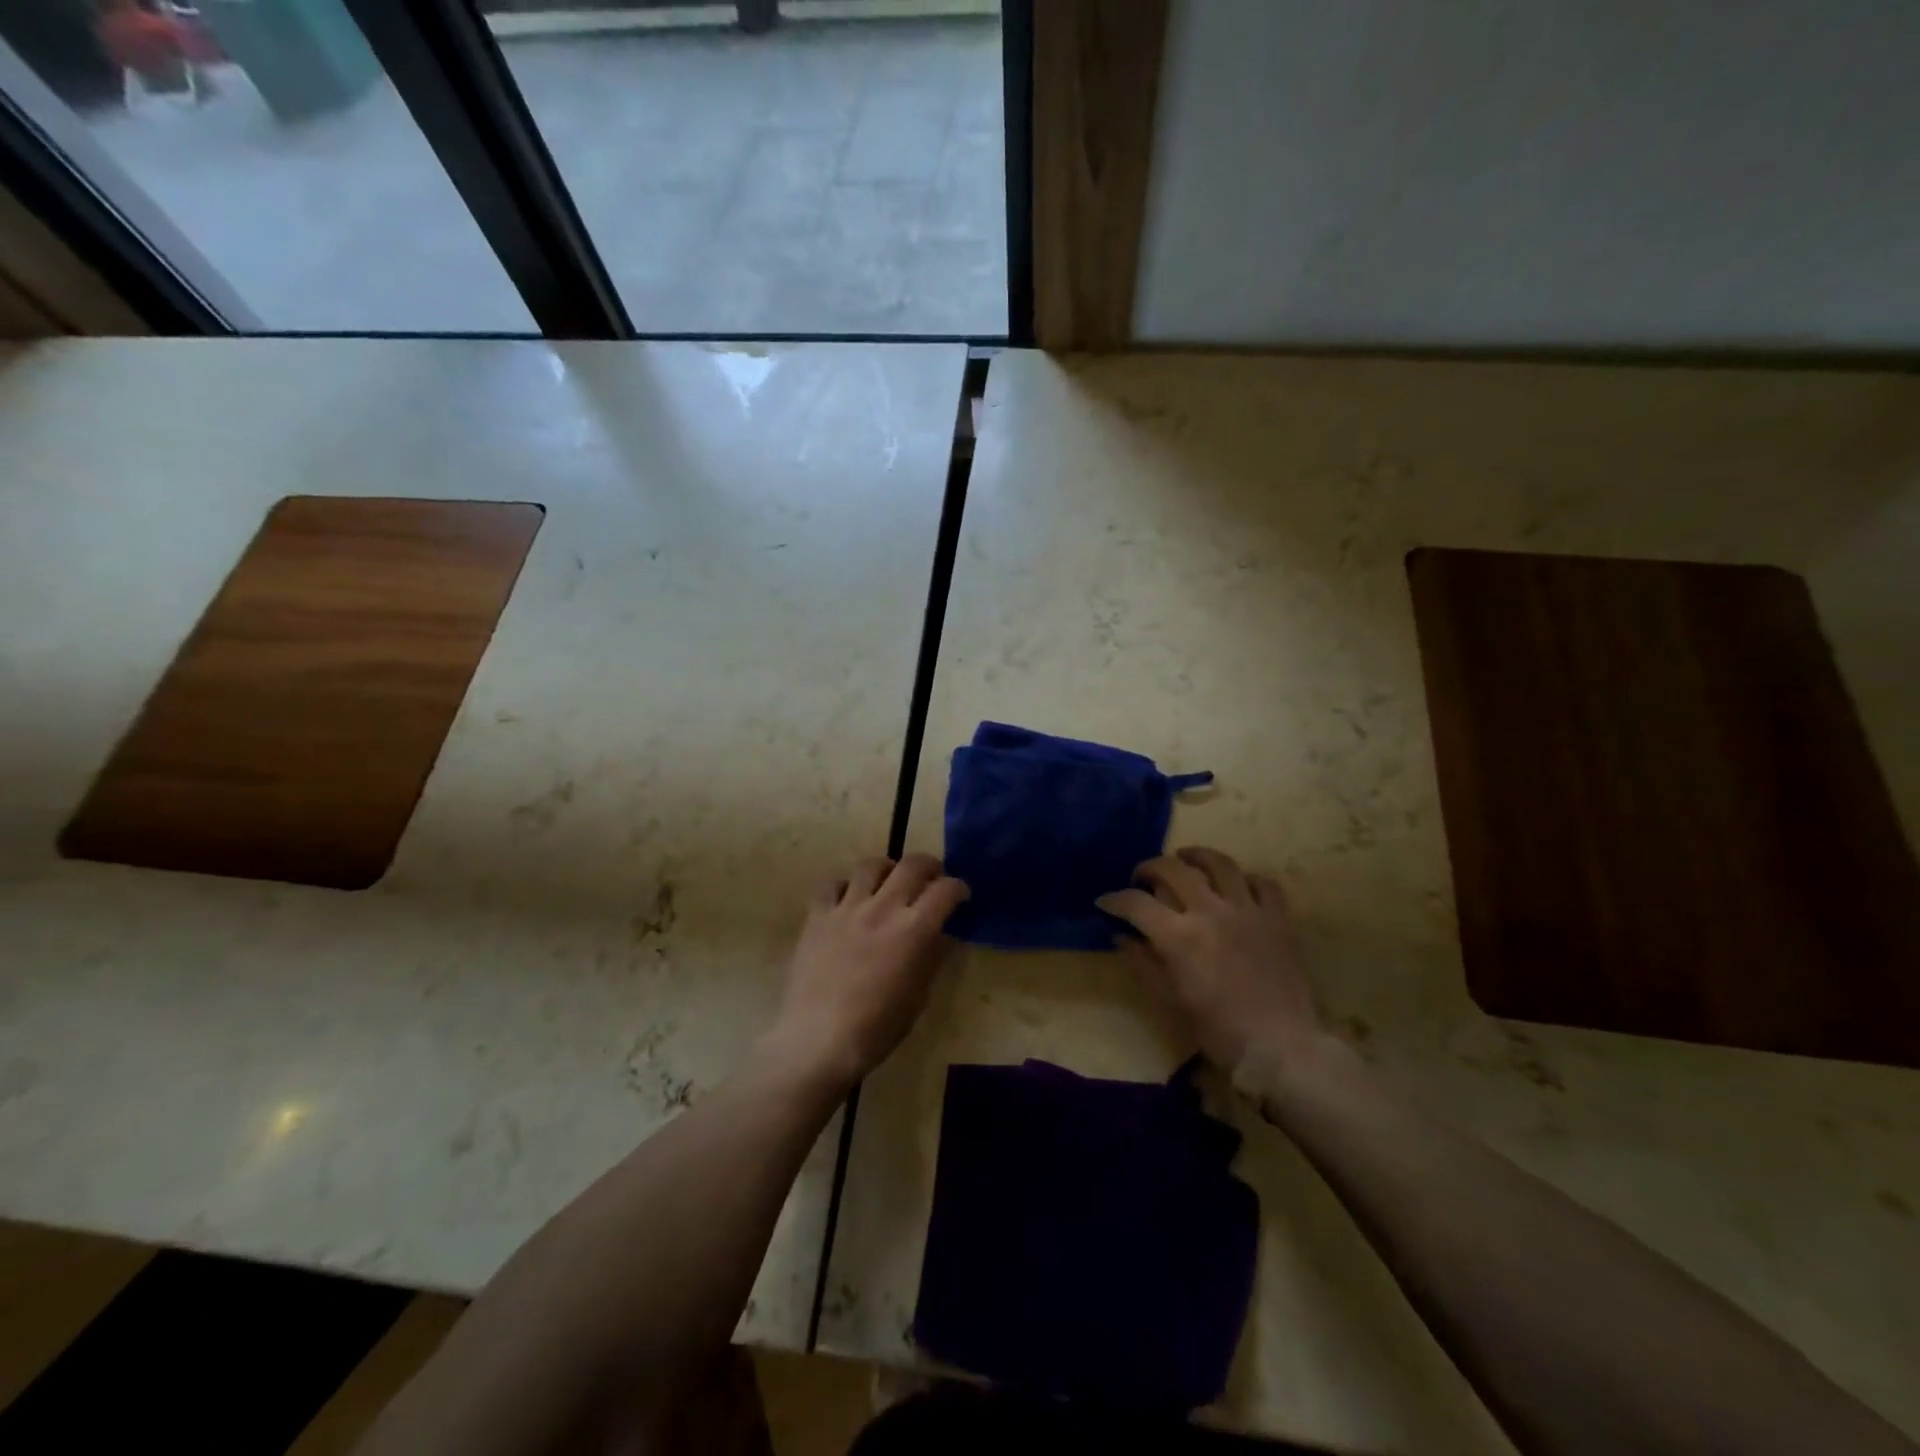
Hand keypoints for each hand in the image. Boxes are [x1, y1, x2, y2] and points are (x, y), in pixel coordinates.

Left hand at [766, 853, 968, 1092]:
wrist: (818, 1040)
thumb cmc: (877, 1028)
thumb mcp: (919, 996)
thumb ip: (931, 957)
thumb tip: (940, 935)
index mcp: (914, 929)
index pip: (945, 890)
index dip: (958, 888)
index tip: (960, 896)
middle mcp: (883, 908)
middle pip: (912, 865)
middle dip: (929, 866)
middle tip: (931, 878)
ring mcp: (847, 908)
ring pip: (871, 865)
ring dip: (887, 869)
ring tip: (889, 882)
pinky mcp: (817, 915)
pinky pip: (832, 884)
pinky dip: (846, 886)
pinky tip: (849, 899)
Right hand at [1098, 847, 1327, 1084]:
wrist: (1282, 1049)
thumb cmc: (1218, 1032)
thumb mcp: (1170, 1001)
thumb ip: (1143, 963)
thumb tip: (1123, 936)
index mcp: (1180, 936)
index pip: (1136, 903)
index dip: (1115, 899)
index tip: (1105, 902)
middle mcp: (1211, 912)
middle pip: (1173, 869)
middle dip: (1150, 868)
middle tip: (1142, 878)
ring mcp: (1249, 911)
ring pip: (1220, 864)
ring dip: (1197, 856)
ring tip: (1186, 858)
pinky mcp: (1279, 919)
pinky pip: (1263, 884)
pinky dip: (1246, 879)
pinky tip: (1236, 886)